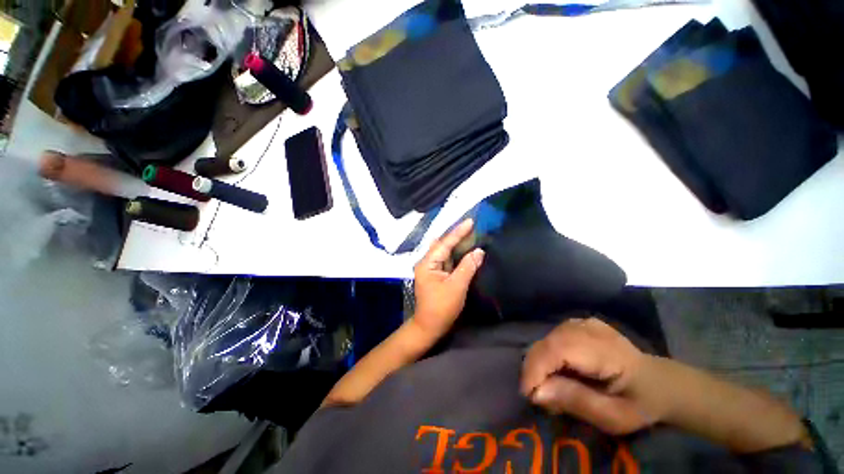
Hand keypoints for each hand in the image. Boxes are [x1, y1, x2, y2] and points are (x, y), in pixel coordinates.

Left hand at [412, 219, 484, 339]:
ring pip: (445, 252)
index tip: (470, 221)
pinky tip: (465, 249)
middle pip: (443, 245)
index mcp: (427, 263)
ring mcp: (431, 269)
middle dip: (457, 236)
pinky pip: (447, 260)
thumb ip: (468, 266)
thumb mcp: (457, 286)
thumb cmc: (441, 308)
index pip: (444, 243)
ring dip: (457, 244)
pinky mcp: (436, 275)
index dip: (458, 232)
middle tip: (472, 226)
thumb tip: (479, 251)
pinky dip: (457, 254)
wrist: (429, 327)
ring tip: (471, 234)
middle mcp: (427, 262)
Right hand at [521, 317, 667, 434]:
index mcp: (607, 351)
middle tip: (537, 395)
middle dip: (534, 368)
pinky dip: (546, 354)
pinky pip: (552, 336)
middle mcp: (590, 329)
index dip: (537, 367)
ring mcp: (583, 322)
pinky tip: (556, 369)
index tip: (527, 393)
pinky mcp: (577, 323)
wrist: (659, 382)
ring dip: (539, 362)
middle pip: (548, 342)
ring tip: (547, 385)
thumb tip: (537, 392)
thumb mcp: (615, 417)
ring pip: (547, 338)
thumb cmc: (640, 404)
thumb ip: (578, 402)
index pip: (559, 349)